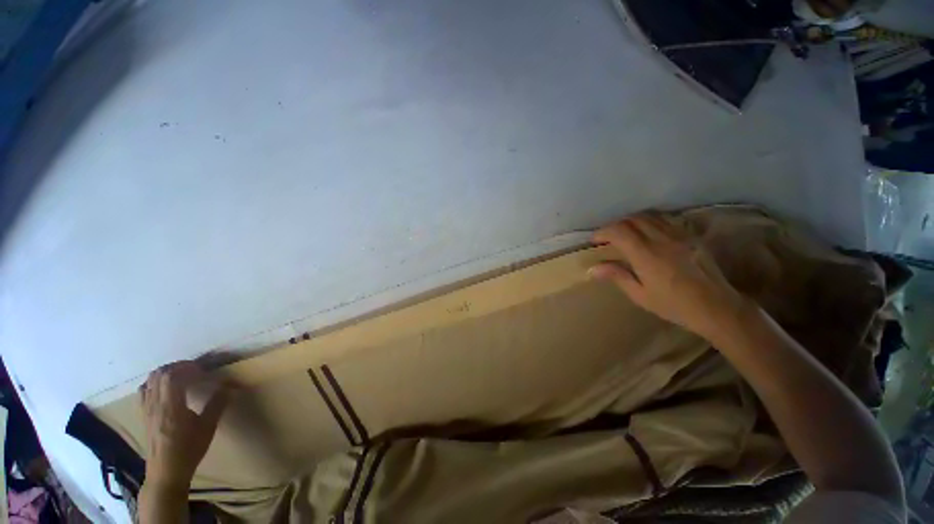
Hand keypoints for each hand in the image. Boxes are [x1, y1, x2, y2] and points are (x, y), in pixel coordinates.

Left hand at [140, 361, 229, 490]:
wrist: (166, 472)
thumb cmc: (189, 449)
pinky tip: (166, 390)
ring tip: (182, 377)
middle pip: (159, 374)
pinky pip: (144, 391)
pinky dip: (155, 383)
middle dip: (177, 367)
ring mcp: (146, 409)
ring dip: (166, 373)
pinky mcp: (144, 415)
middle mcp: (155, 404)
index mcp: (170, 406)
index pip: (172, 376)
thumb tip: (230, 386)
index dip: (188, 367)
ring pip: (150, 381)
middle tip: (195, 370)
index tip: (203, 370)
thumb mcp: (207, 427)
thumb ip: (217, 404)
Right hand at [589, 212, 749, 339]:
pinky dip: (650, 221)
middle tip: (608, 237)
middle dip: (615, 225)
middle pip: (632, 219)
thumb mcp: (640, 295)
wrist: (716, 307)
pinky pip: (666, 220)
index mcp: (646, 255)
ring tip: (626, 233)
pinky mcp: (690, 236)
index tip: (594, 240)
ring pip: (649, 216)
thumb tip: (592, 269)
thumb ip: (617, 276)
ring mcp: (678, 235)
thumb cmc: (673, 305)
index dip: (603, 232)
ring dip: (632, 221)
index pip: (619, 231)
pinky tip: (648, 232)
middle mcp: (661, 240)